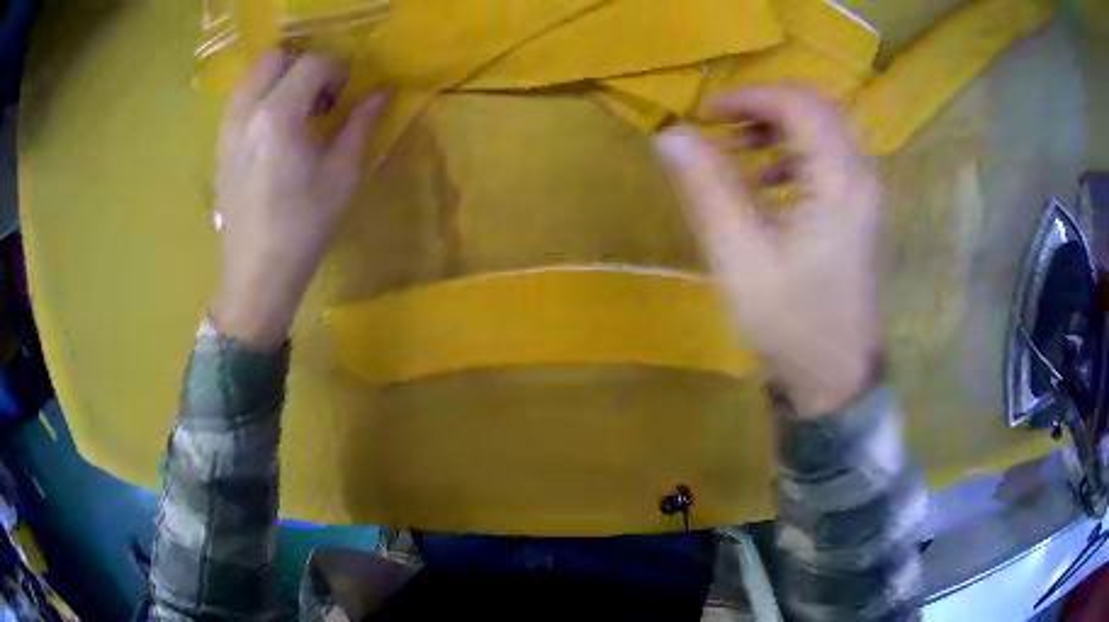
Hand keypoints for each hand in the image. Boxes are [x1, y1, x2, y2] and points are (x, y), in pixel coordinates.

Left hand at [212, 50, 387, 350]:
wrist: (256, 274)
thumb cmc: (303, 228)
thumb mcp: (341, 175)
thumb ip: (361, 124)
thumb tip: (382, 91)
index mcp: (278, 116)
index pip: (313, 63)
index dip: (338, 70)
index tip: (349, 93)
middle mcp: (246, 112)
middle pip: (275, 58)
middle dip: (304, 64)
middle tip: (322, 94)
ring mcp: (227, 127)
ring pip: (252, 75)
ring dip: (280, 78)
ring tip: (299, 109)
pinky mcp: (219, 145)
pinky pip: (239, 100)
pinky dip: (261, 97)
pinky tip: (276, 128)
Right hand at [654, 86, 881, 417]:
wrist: (835, 377)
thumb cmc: (792, 323)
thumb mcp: (741, 257)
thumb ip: (708, 189)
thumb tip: (670, 135)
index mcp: (838, 182)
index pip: (798, 104)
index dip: (749, 97)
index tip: (706, 115)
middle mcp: (859, 177)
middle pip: (816, 109)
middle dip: (764, 107)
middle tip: (722, 128)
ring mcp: (863, 194)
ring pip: (823, 131)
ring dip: (778, 129)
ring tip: (738, 153)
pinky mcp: (858, 211)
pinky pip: (828, 158)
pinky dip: (792, 154)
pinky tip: (766, 182)